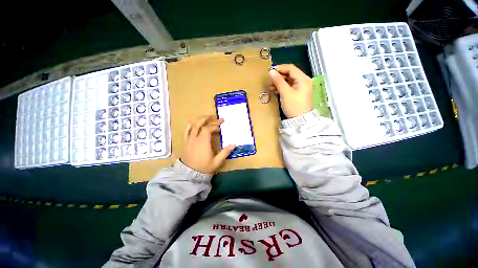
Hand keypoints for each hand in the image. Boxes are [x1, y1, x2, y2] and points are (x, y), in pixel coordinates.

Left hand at [181, 115, 235, 173]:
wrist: (190, 174)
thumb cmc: (204, 167)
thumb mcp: (217, 161)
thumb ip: (225, 152)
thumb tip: (233, 144)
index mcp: (203, 142)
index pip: (208, 129)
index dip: (215, 125)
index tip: (221, 124)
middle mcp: (195, 138)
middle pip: (200, 124)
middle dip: (207, 119)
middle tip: (213, 116)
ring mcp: (189, 140)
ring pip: (192, 126)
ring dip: (198, 120)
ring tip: (204, 117)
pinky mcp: (186, 142)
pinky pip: (186, 131)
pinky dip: (190, 125)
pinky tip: (193, 123)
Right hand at [269, 64, 312, 117]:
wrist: (300, 120)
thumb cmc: (294, 106)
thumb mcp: (286, 93)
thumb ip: (279, 81)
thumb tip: (271, 72)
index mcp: (303, 79)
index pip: (291, 68)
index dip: (280, 68)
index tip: (270, 72)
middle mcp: (303, 81)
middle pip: (289, 74)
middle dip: (279, 76)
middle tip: (269, 80)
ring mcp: (300, 87)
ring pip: (288, 80)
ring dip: (279, 82)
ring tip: (270, 86)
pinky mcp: (296, 93)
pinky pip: (288, 87)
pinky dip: (281, 87)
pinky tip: (274, 90)